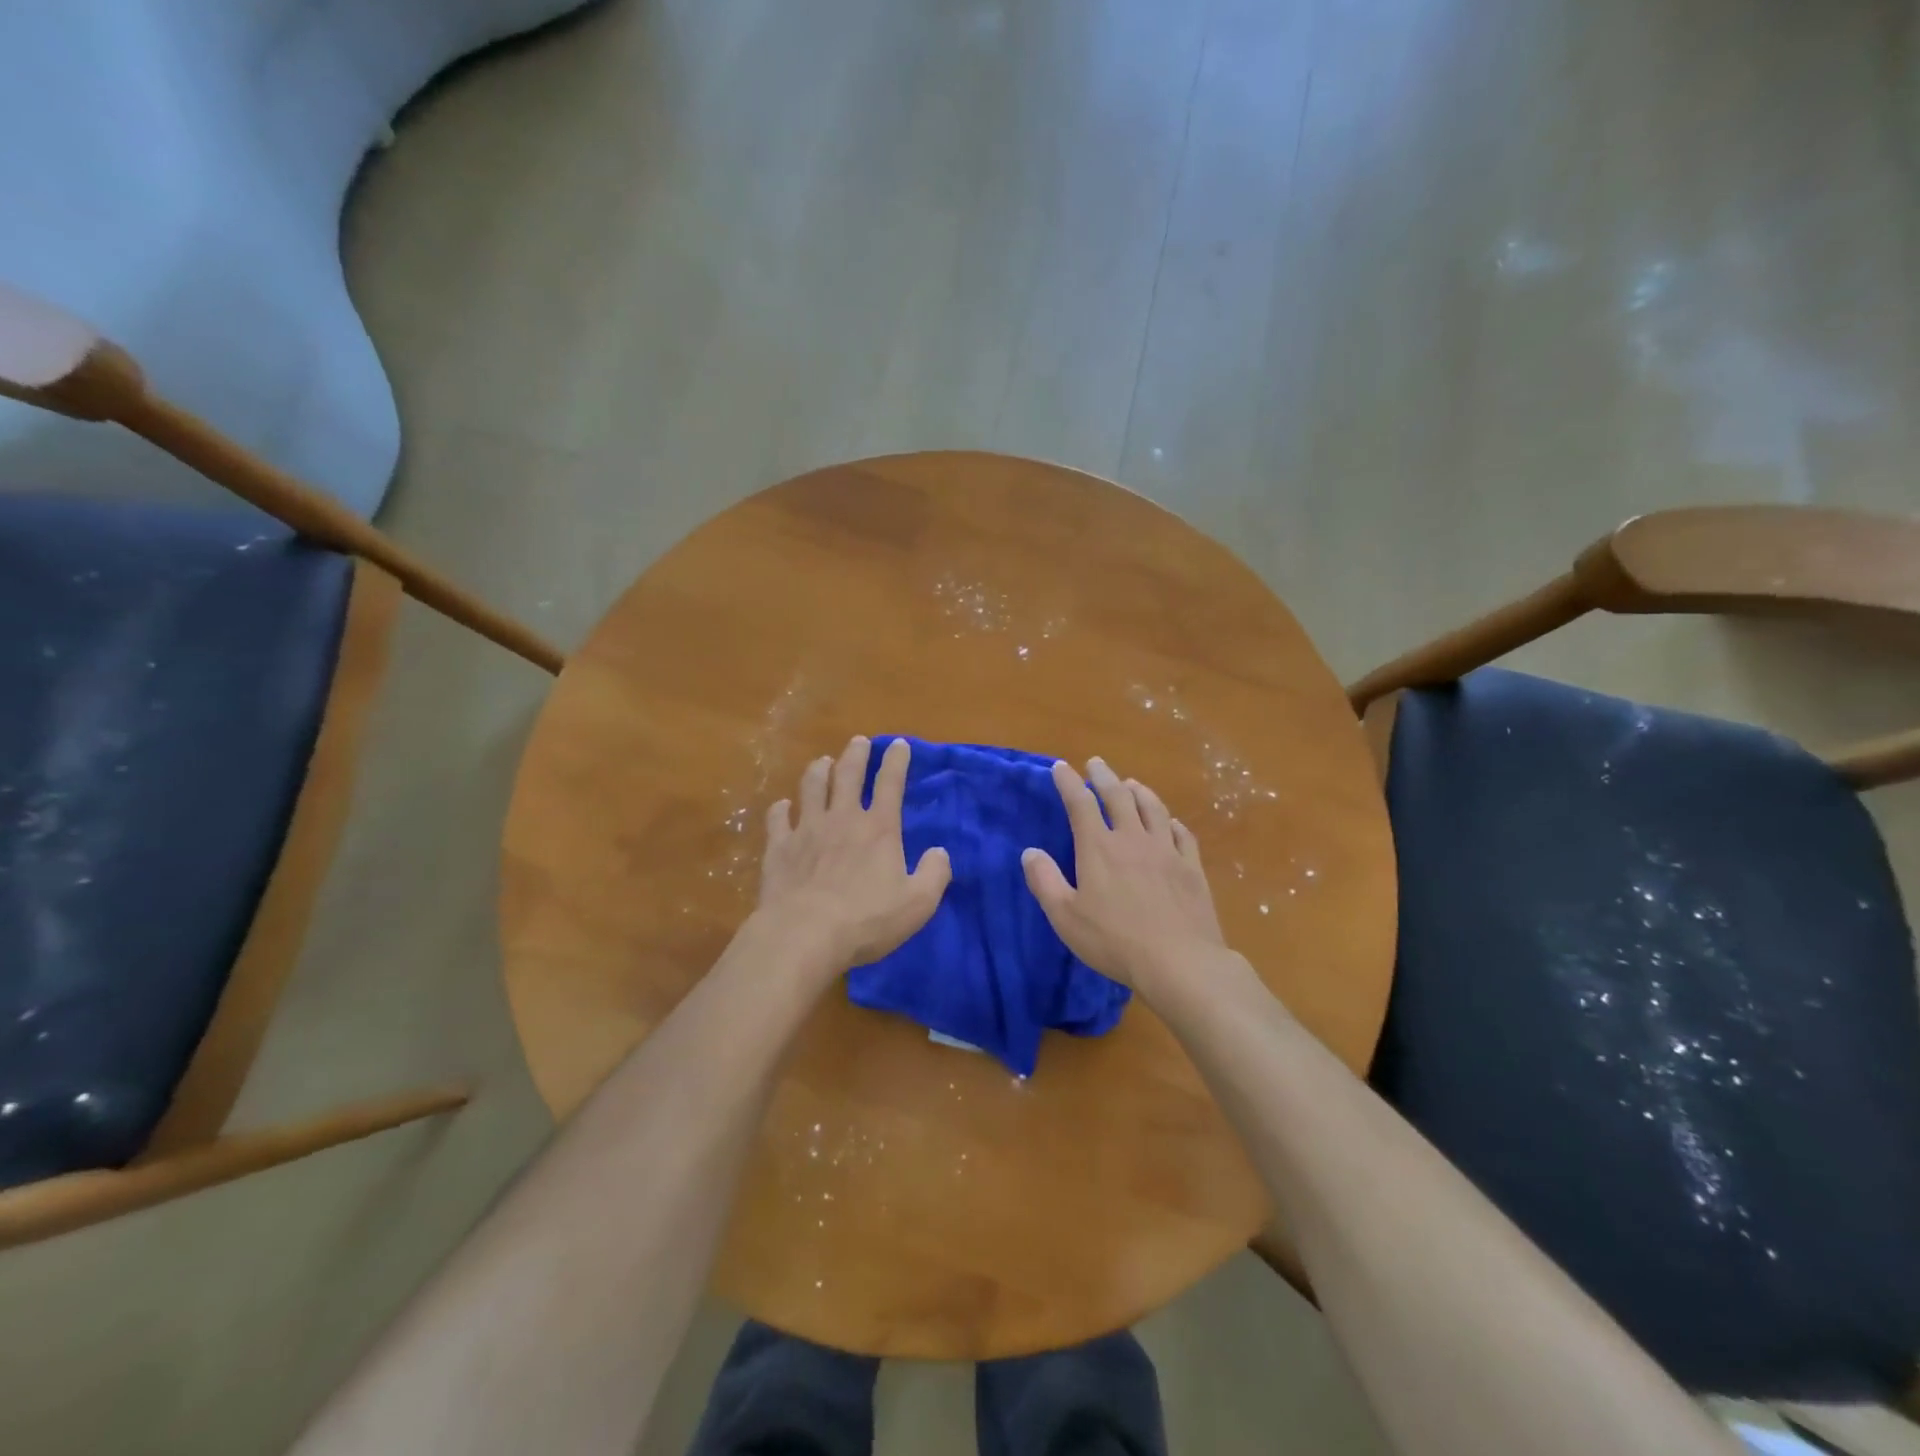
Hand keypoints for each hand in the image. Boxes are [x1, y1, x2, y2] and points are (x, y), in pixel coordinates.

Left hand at [756, 735, 951, 973]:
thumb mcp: (918, 903)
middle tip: (859, 741)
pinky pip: (778, 818)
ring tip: (822, 761)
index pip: (891, 783)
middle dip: (856, 754)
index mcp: (879, 829)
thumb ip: (934, 874)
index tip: (899, 744)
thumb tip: (939, 852)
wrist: (804, 935)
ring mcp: (807, 829)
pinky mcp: (779, 847)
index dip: (897, 761)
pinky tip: (782, 806)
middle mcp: (843, 818)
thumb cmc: (866, 920)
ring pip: (812, 787)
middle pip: (848, 774)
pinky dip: (780, 809)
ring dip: (818, 771)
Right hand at [1022, 756, 1226, 993]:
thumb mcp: (1065, 917)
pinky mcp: (1191, 868)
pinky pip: (1182, 834)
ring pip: (1153, 808)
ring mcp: (1166, 851)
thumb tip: (1030, 852)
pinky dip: (1171, 821)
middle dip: (1104, 777)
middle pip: (1118, 797)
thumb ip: (1045, 882)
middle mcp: (1133, 839)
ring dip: (1139, 791)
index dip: (1069, 782)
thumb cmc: (1114, 941)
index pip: (1080, 804)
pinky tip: (1170, 822)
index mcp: (1099, 848)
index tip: (1061, 767)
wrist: (1179, 962)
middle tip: (1096, 763)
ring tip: (1131, 783)